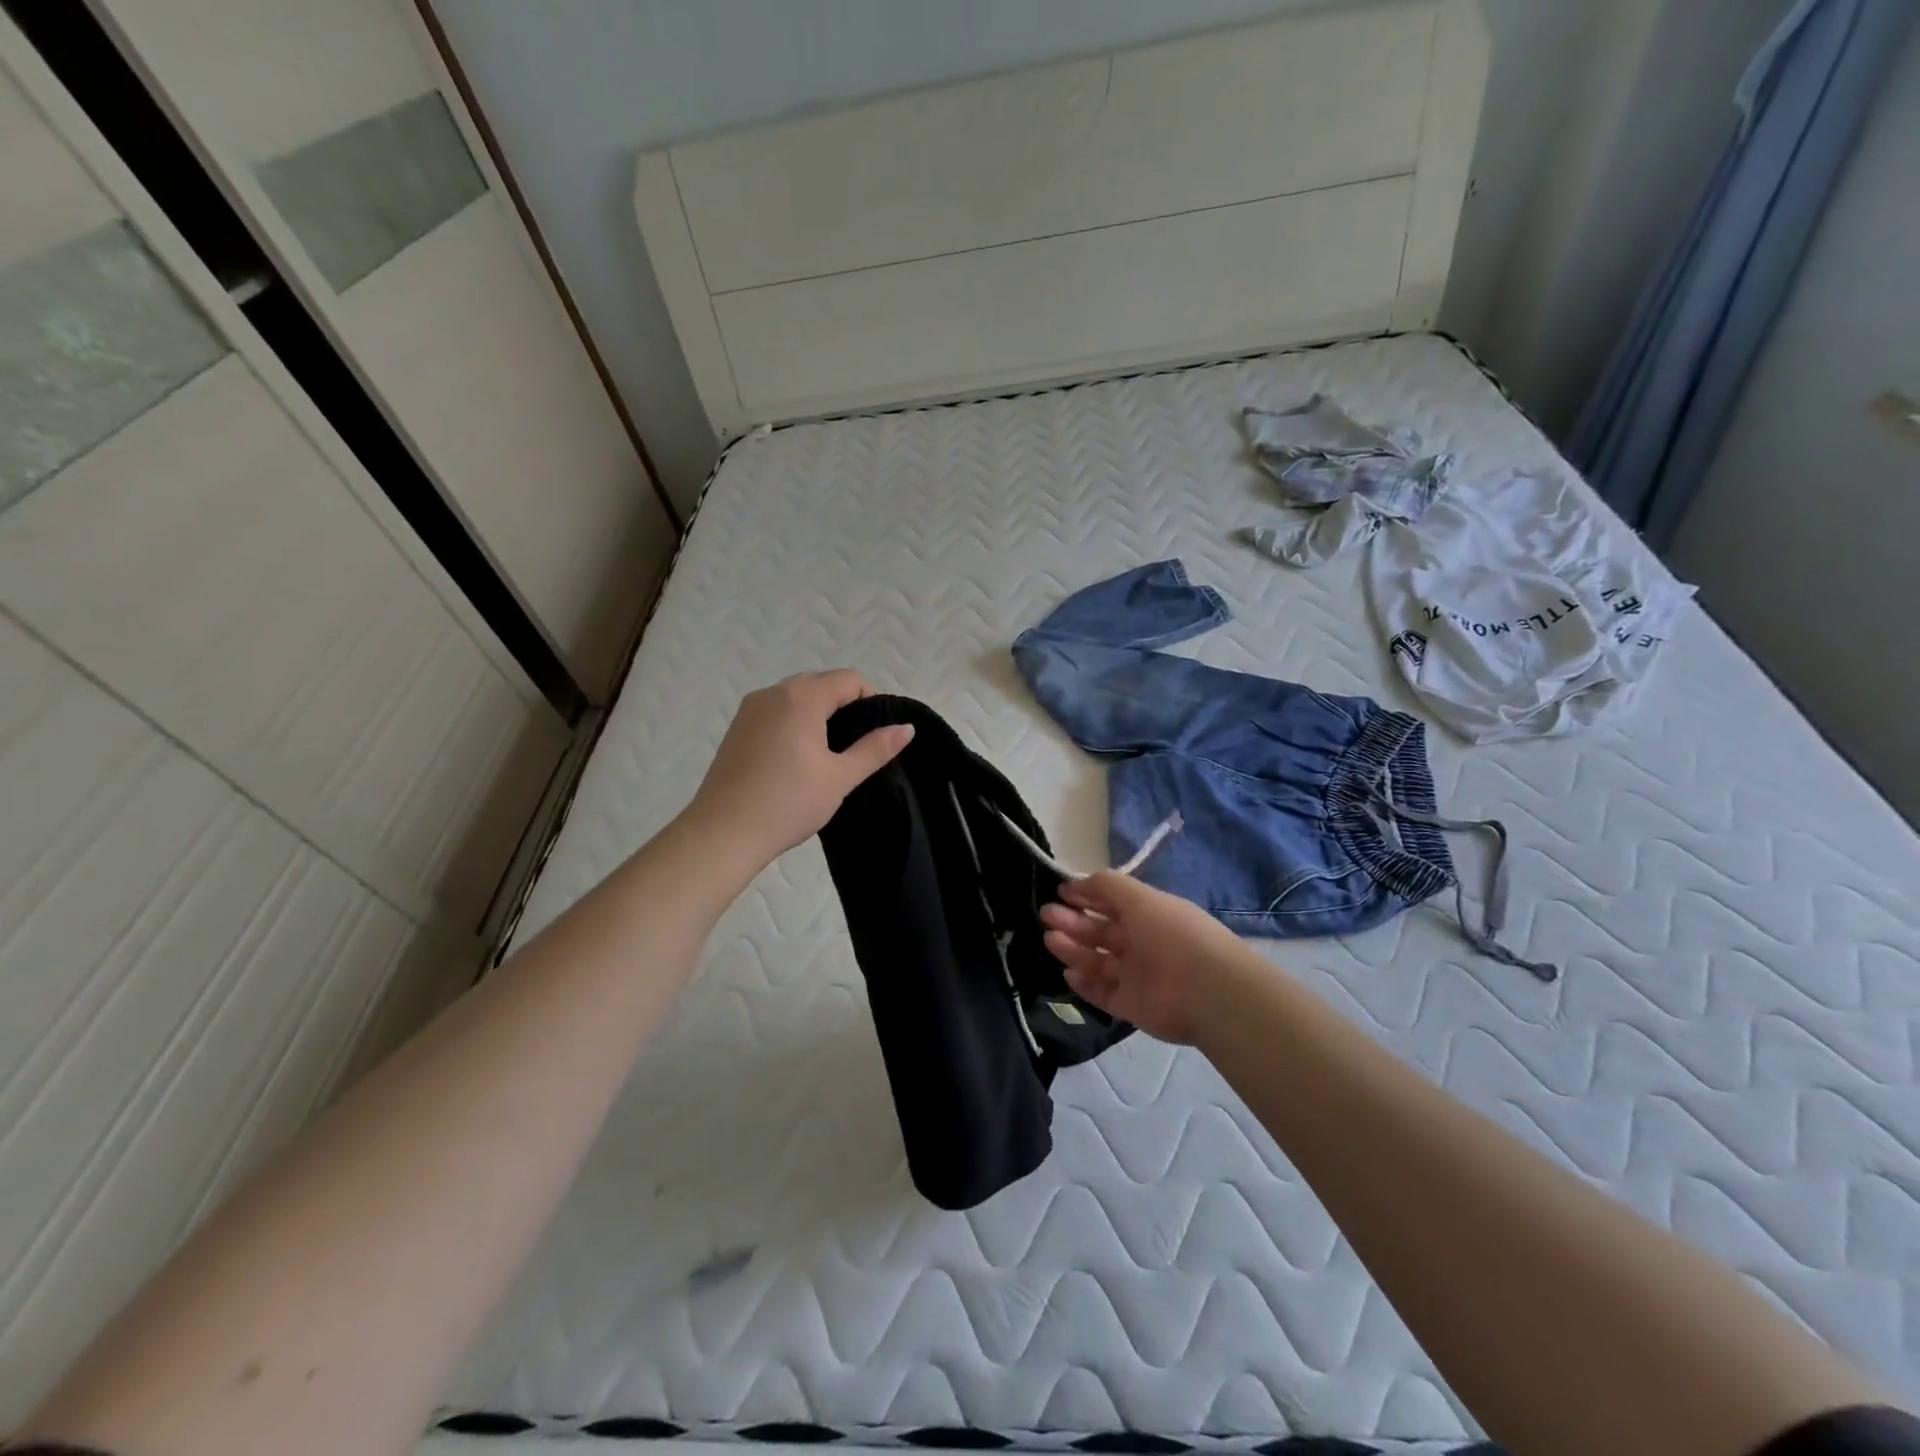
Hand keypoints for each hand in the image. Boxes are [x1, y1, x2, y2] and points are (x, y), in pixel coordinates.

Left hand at [685, 670, 913, 867]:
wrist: (724, 833)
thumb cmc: (789, 802)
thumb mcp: (840, 777)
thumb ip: (875, 748)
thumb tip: (907, 727)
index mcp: (801, 697)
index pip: (849, 679)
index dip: (870, 701)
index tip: (875, 736)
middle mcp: (773, 692)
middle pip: (821, 683)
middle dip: (844, 706)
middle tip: (854, 747)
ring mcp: (750, 709)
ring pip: (795, 697)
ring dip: (818, 714)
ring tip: (827, 755)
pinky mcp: (736, 729)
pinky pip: (775, 712)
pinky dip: (793, 723)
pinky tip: (796, 760)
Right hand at [1040, 871, 1251, 1044]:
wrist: (1207, 990)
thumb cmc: (1172, 934)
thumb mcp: (1139, 897)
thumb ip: (1106, 886)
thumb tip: (1076, 884)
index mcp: (1150, 915)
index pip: (1113, 903)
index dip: (1088, 896)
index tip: (1061, 893)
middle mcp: (1143, 944)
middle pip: (1101, 932)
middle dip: (1073, 922)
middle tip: (1046, 915)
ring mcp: (1137, 976)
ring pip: (1097, 961)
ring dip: (1073, 949)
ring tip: (1050, 940)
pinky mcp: (1131, 1006)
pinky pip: (1102, 993)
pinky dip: (1084, 983)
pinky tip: (1068, 972)